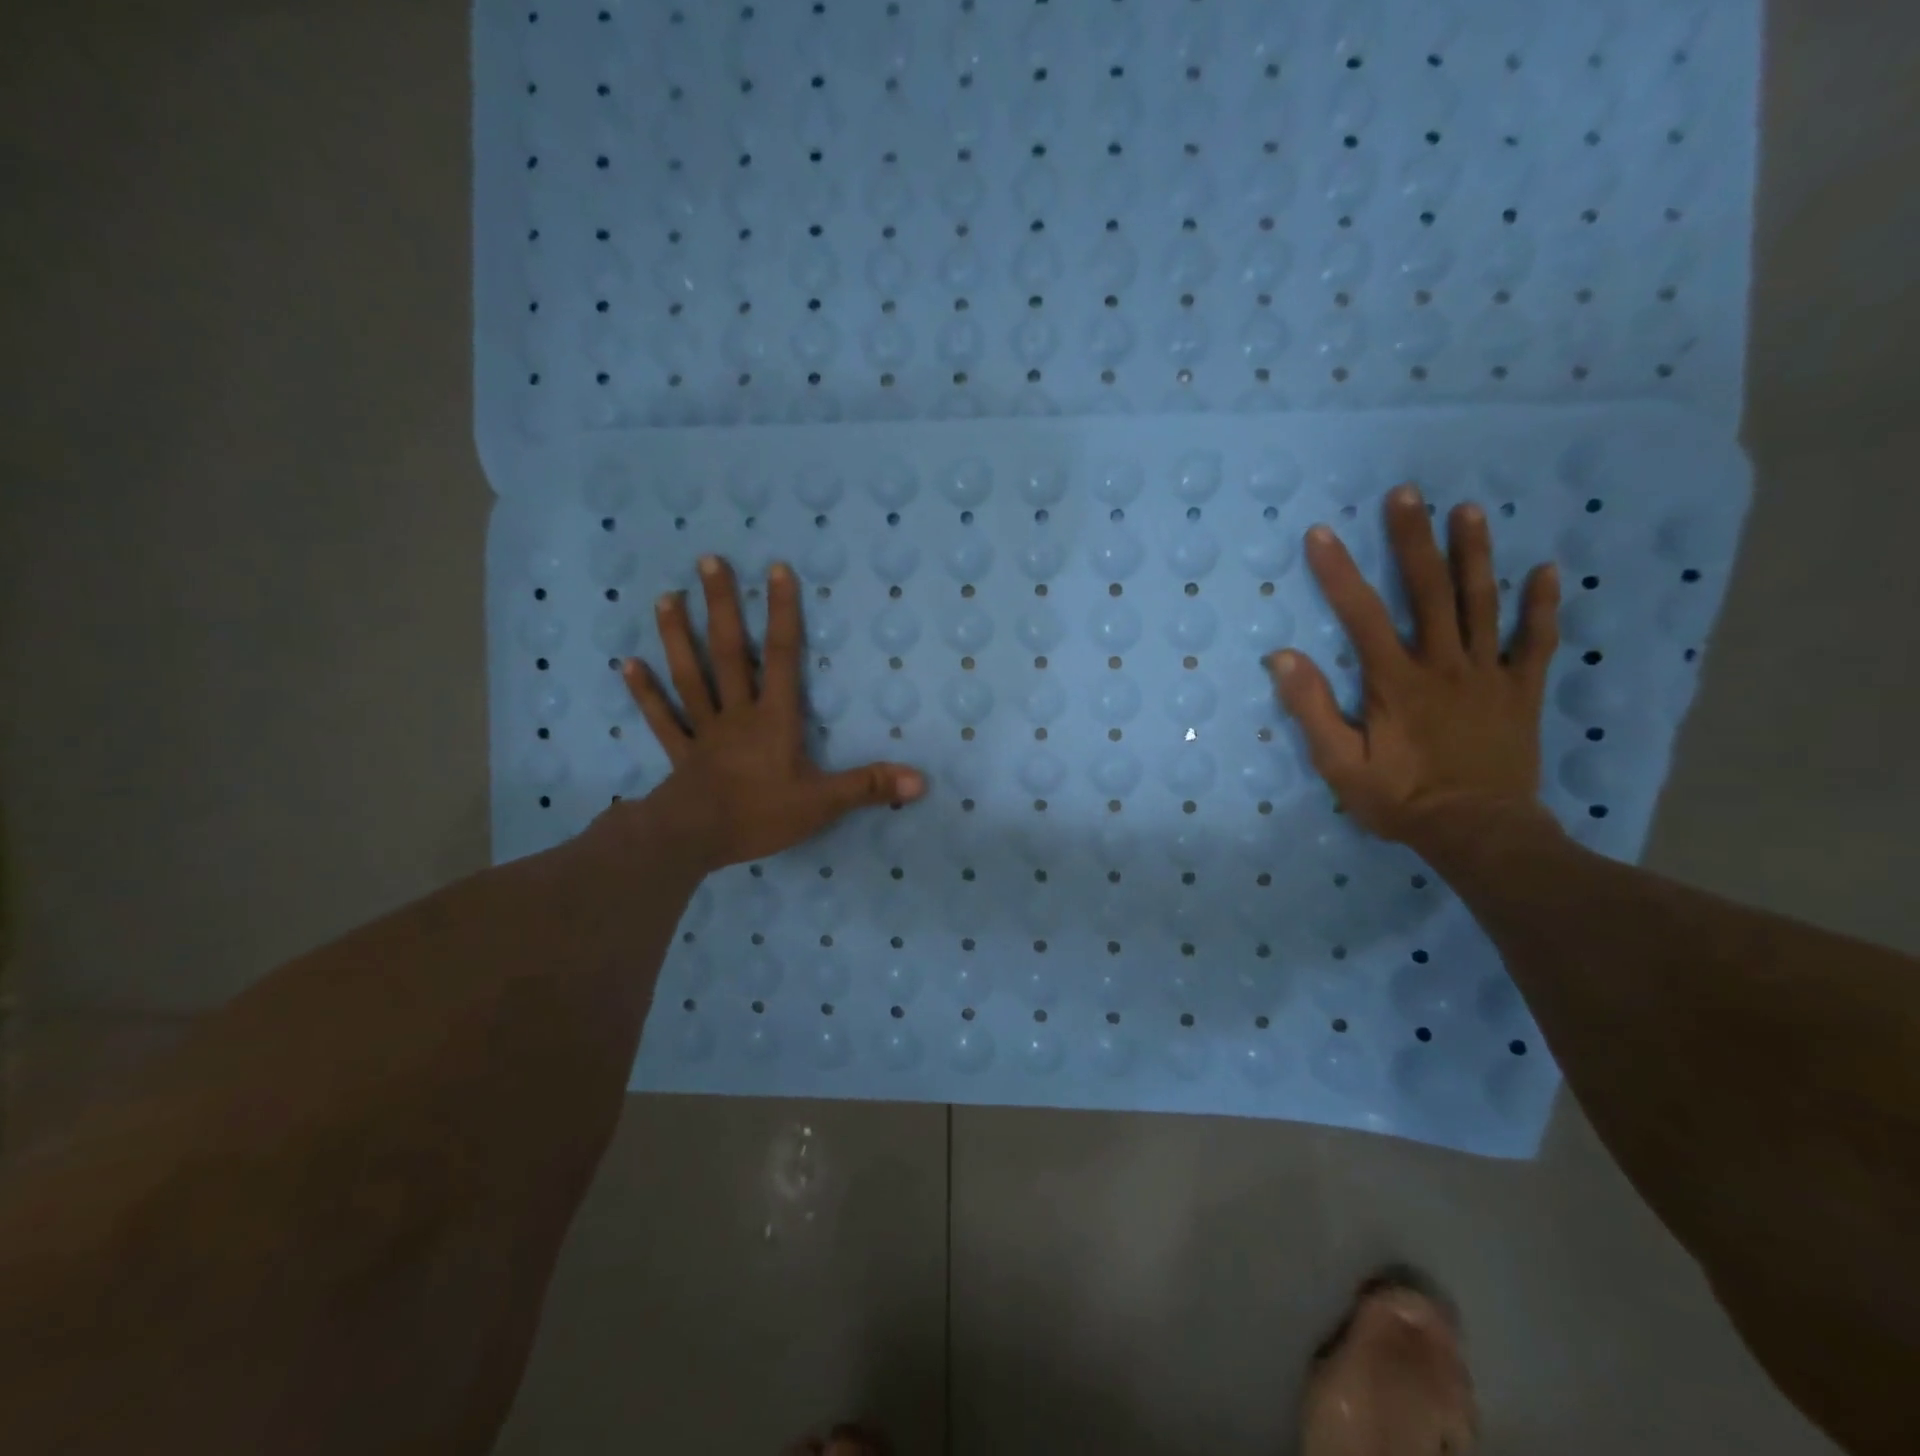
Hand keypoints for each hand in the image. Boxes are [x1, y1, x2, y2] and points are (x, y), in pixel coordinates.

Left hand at [622, 555, 925, 872]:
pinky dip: (645, 693)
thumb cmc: (760, 816)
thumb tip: (921, 780)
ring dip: (677, 637)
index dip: (783, 613)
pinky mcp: (680, 754)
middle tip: (707, 561)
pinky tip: (628, 664)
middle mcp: (737, 714)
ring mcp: (704, 731)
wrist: (695, 840)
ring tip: (665, 597)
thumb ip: (869, 786)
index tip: (776, 569)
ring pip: (690, 676)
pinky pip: (662, 719)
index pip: (783, 657)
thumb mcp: (823, 803)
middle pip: (730, 654)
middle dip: (722, 607)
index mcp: (774, 719)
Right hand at [1267, 485, 1560, 850]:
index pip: (1362, 614)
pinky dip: (1542, 606)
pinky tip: (1545, 571)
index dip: (1339, 572)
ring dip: (1474, 554)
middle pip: (1429, 591)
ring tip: (1469, 510)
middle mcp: (1444, 664)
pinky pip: (1536, 641)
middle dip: (1414, 540)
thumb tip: (1283, 657)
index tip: (1322, 533)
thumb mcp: (1340, 763)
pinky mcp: (1521, 691)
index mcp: (1396, 681)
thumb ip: (1313, 708)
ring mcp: (1488, 674)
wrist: (1479, 833)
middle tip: (1407, 493)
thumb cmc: (1401, 799)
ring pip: (1482, 603)